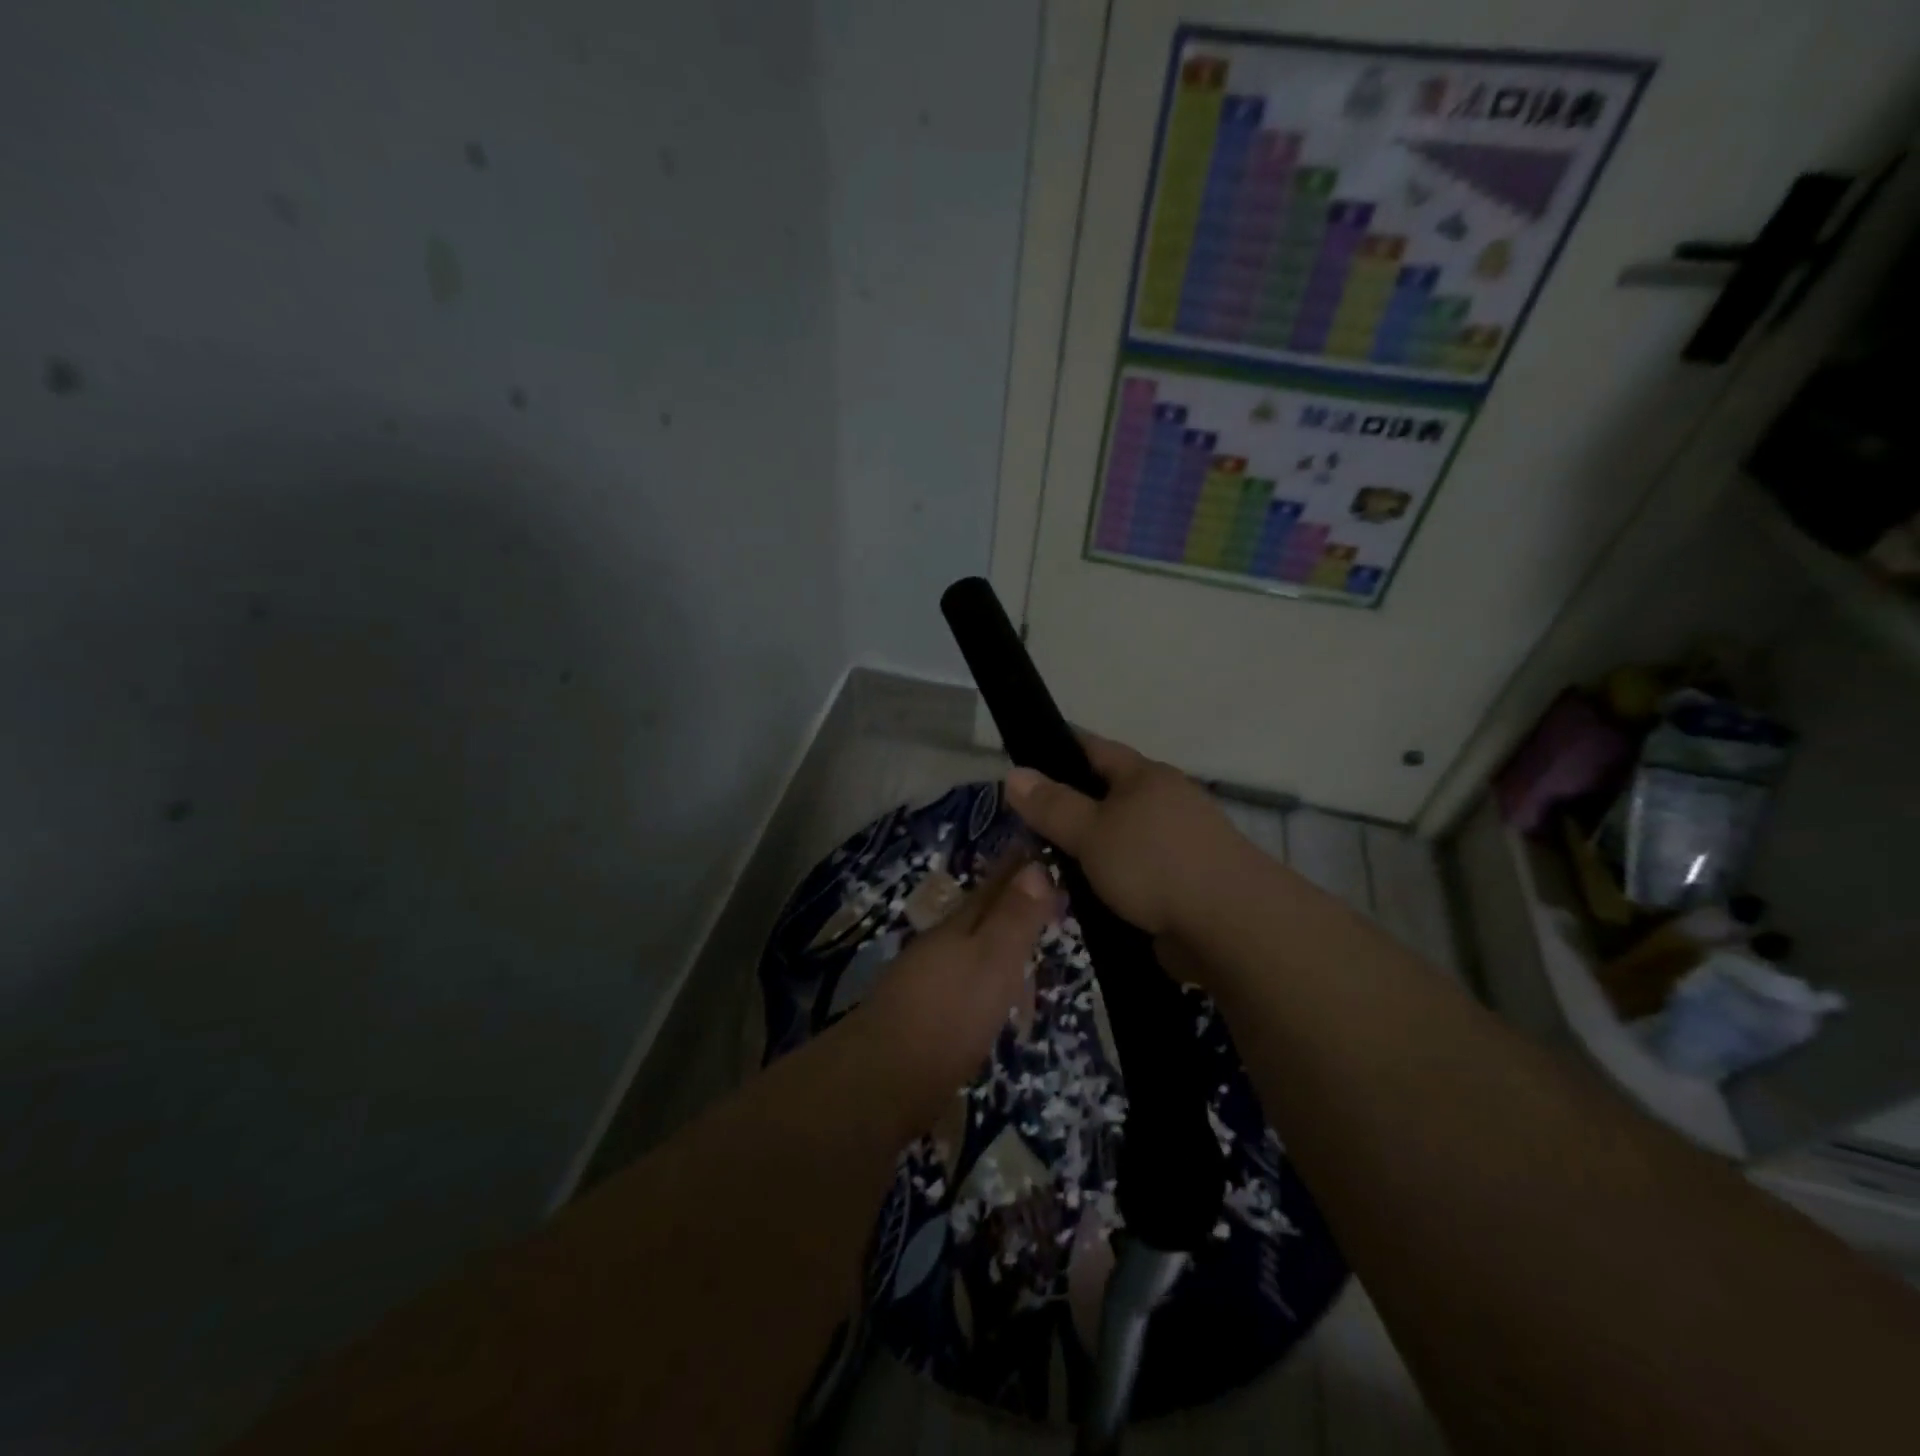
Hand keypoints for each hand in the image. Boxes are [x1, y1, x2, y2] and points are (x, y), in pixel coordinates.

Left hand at [859, 859, 1057, 1106]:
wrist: (884, 1078)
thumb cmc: (949, 1013)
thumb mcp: (992, 960)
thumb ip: (1014, 917)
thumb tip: (1036, 866)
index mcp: (958, 927)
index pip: (994, 888)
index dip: (1017, 871)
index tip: (1037, 851)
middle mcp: (939, 946)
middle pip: (979, 916)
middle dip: (1006, 902)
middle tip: (1039, 893)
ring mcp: (926, 981)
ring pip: (968, 949)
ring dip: (994, 940)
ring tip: (1021, 940)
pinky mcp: (923, 1017)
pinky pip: (963, 982)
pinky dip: (983, 977)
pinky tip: (989, 992)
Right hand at [1005, 735, 1246, 941]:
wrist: (1230, 926)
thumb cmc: (1154, 864)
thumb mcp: (1092, 832)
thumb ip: (1052, 805)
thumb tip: (1014, 772)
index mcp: (1146, 777)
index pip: (1095, 749)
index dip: (1059, 749)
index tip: (1025, 759)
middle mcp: (1166, 801)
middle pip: (1109, 794)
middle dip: (1071, 805)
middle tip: (1026, 823)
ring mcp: (1179, 843)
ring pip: (1121, 836)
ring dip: (1090, 848)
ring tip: (1048, 863)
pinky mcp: (1185, 882)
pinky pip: (1136, 872)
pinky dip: (1111, 879)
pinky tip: (1086, 896)